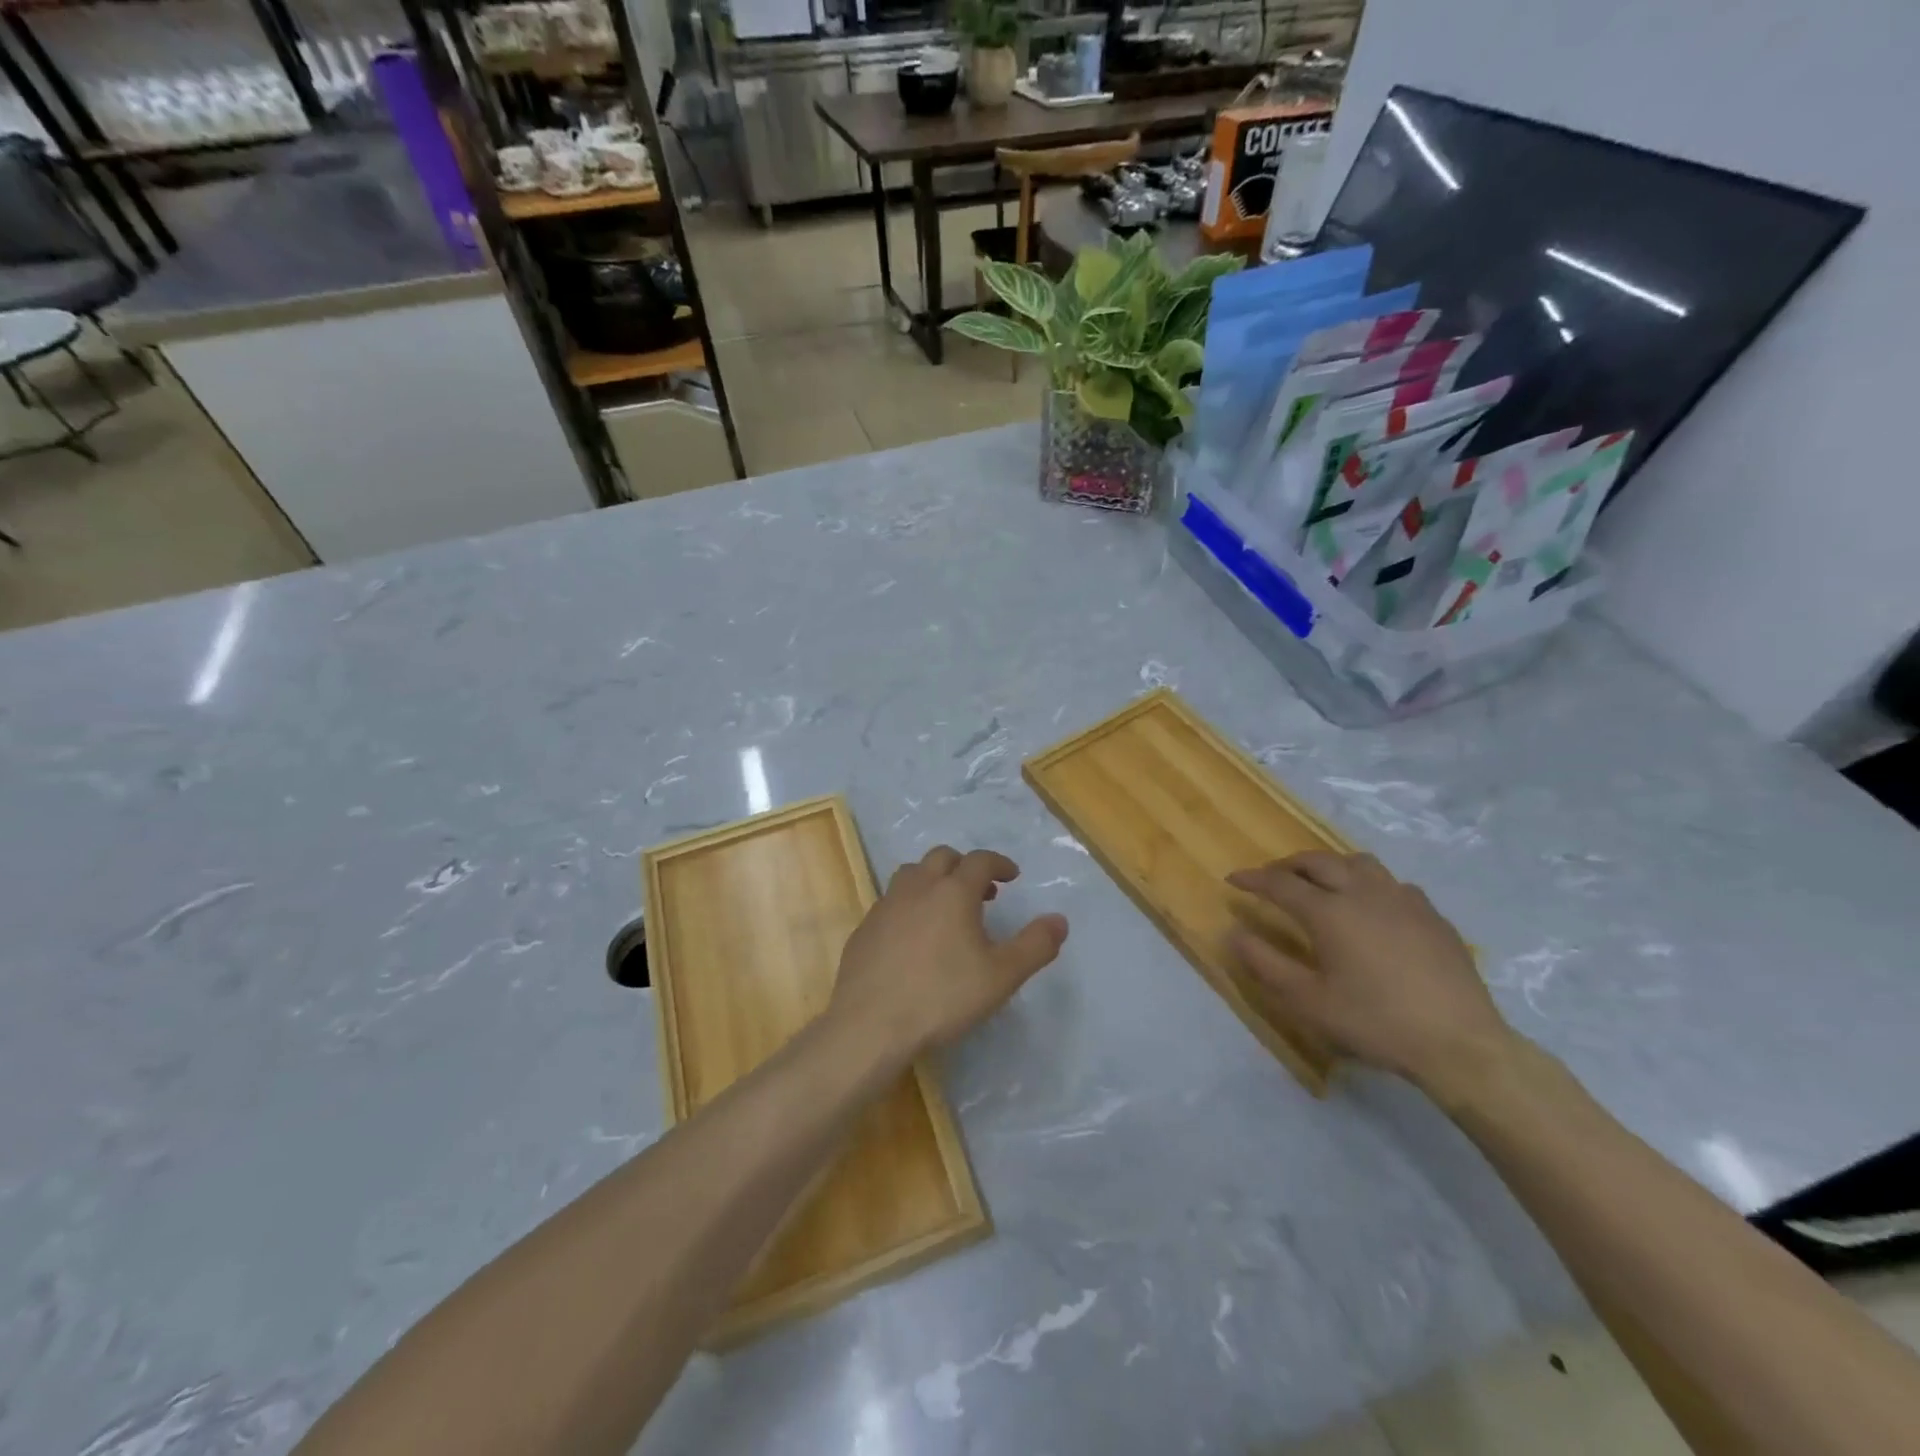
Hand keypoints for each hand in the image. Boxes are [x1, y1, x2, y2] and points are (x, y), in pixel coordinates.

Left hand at [830, 846, 1068, 1061]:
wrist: (870, 1024)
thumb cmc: (942, 997)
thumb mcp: (1001, 976)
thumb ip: (1035, 946)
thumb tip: (1060, 920)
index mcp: (953, 892)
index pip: (980, 861)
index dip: (999, 863)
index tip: (1011, 876)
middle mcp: (917, 888)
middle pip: (942, 857)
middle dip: (965, 867)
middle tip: (982, 891)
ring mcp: (886, 906)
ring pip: (912, 874)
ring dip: (933, 880)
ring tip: (946, 908)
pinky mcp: (864, 928)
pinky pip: (891, 901)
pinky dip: (909, 905)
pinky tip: (914, 937)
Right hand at [1226, 852, 1511, 1099]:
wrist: (1460, 1044)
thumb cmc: (1375, 1022)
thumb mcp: (1308, 1002)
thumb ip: (1266, 964)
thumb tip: (1234, 933)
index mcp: (1329, 912)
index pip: (1279, 883)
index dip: (1252, 879)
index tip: (1233, 879)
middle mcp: (1363, 893)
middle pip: (1318, 861)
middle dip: (1288, 864)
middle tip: (1272, 877)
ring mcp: (1402, 900)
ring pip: (1359, 862)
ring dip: (1331, 866)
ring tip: (1321, 883)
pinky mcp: (1432, 915)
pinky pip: (1393, 883)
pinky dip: (1369, 884)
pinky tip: (1373, 907)